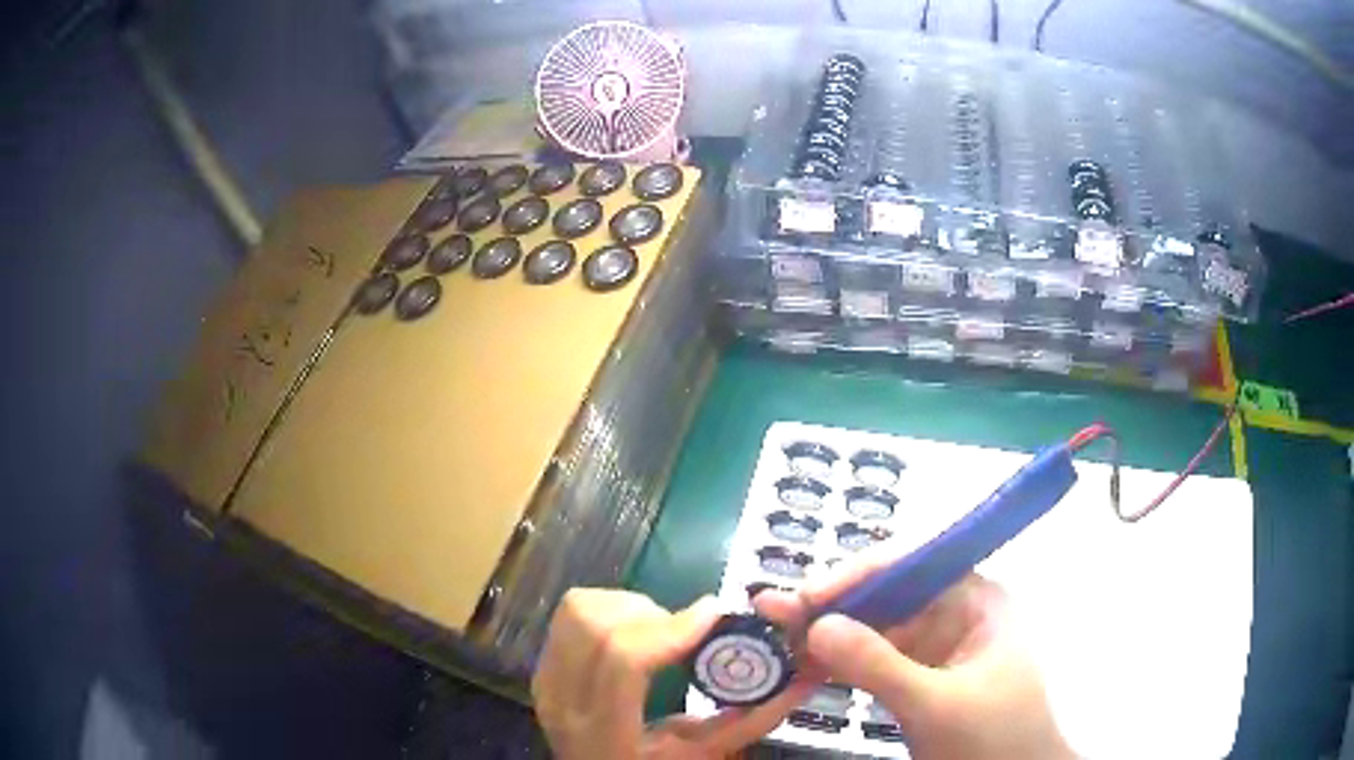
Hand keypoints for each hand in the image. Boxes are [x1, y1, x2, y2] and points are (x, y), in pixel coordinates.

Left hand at [532, 589, 815, 759]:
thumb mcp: (708, 753)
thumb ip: (755, 716)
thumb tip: (807, 674)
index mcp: (605, 734)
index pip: (624, 660)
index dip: (672, 627)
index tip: (713, 612)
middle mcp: (563, 703)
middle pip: (595, 625)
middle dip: (652, 614)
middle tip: (687, 629)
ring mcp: (544, 682)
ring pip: (578, 611)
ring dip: (628, 608)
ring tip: (659, 633)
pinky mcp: (541, 667)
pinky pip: (570, 615)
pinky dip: (608, 610)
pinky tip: (633, 635)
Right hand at [755, 558, 1074, 759]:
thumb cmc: (993, 737)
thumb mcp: (935, 703)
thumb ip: (877, 665)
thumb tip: (815, 626)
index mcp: (976, 598)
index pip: (912, 565)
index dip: (856, 575)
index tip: (806, 597)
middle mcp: (955, 612)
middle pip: (885, 595)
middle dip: (831, 605)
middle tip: (771, 611)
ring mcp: (937, 646)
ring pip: (874, 628)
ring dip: (827, 635)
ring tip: (776, 637)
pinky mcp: (920, 677)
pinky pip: (874, 660)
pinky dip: (840, 664)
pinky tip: (804, 665)